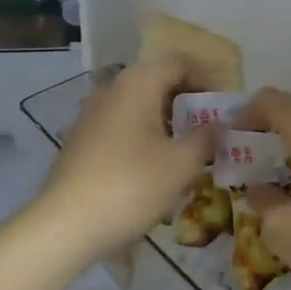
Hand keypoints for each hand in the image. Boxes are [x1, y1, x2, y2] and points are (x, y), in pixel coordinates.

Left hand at [35, 59, 216, 259]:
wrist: (65, 226)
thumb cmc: (131, 186)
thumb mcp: (181, 163)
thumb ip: (206, 138)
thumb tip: (219, 125)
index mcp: (138, 84)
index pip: (180, 63)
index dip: (208, 78)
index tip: (226, 106)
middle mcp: (112, 90)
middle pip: (159, 81)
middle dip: (189, 102)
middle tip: (212, 129)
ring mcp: (92, 115)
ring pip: (140, 105)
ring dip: (168, 120)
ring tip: (190, 149)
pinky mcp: (82, 141)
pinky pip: (123, 125)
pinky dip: (146, 135)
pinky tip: (157, 166)